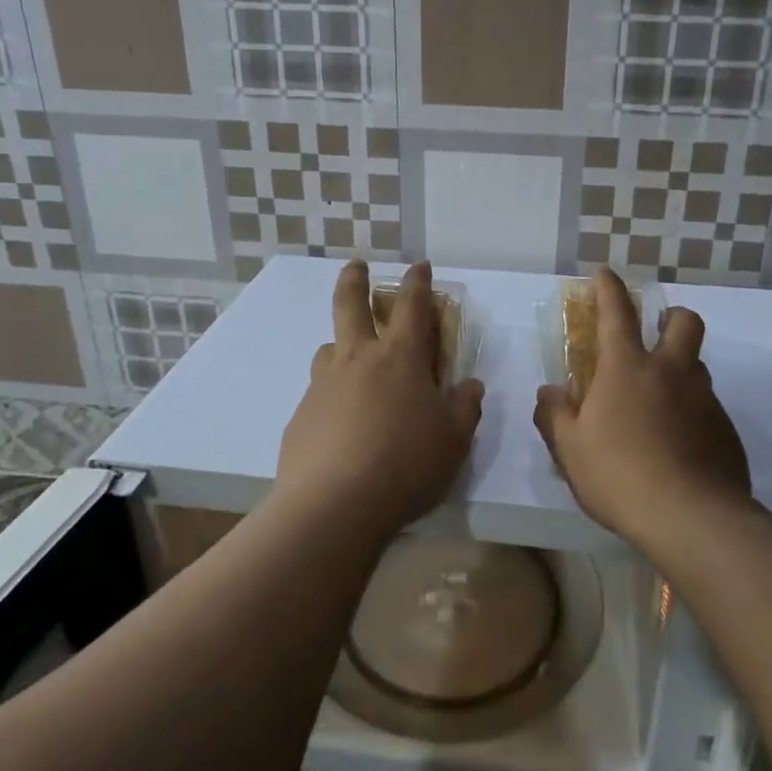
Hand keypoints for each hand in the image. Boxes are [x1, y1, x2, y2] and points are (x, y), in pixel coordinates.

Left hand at [275, 260, 484, 540]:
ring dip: (342, 345)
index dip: (417, 281)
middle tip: (356, 265)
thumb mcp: (454, 440)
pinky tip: (341, 425)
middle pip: (350, 305)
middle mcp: (358, 360)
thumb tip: (470, 385)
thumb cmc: (406, 465)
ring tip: (352, 363)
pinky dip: (333, 395)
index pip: (412, 306)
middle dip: (355, 279)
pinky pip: (319, 393)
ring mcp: (324, 386)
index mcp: (400, 358)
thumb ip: (465, 407)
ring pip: (330, 349)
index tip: (418, 265)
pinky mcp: (301, 416)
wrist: (335, 505)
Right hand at [534, 267, 753, 550]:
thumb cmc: (619, 475)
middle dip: (670, 317)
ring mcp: (705, 400)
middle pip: (684, 321)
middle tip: (655, 336)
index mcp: (628, 368)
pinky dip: (692, 414)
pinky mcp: (727, 431)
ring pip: (698, 366)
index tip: (604, 272)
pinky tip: (679, 446)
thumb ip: (555, 415)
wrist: (691, 519)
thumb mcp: (570, 449)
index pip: (617, 312)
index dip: (609, 287)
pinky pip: (708, 408)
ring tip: (659, 404)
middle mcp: (672, 372)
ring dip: (680, 370)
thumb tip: (549, 393)